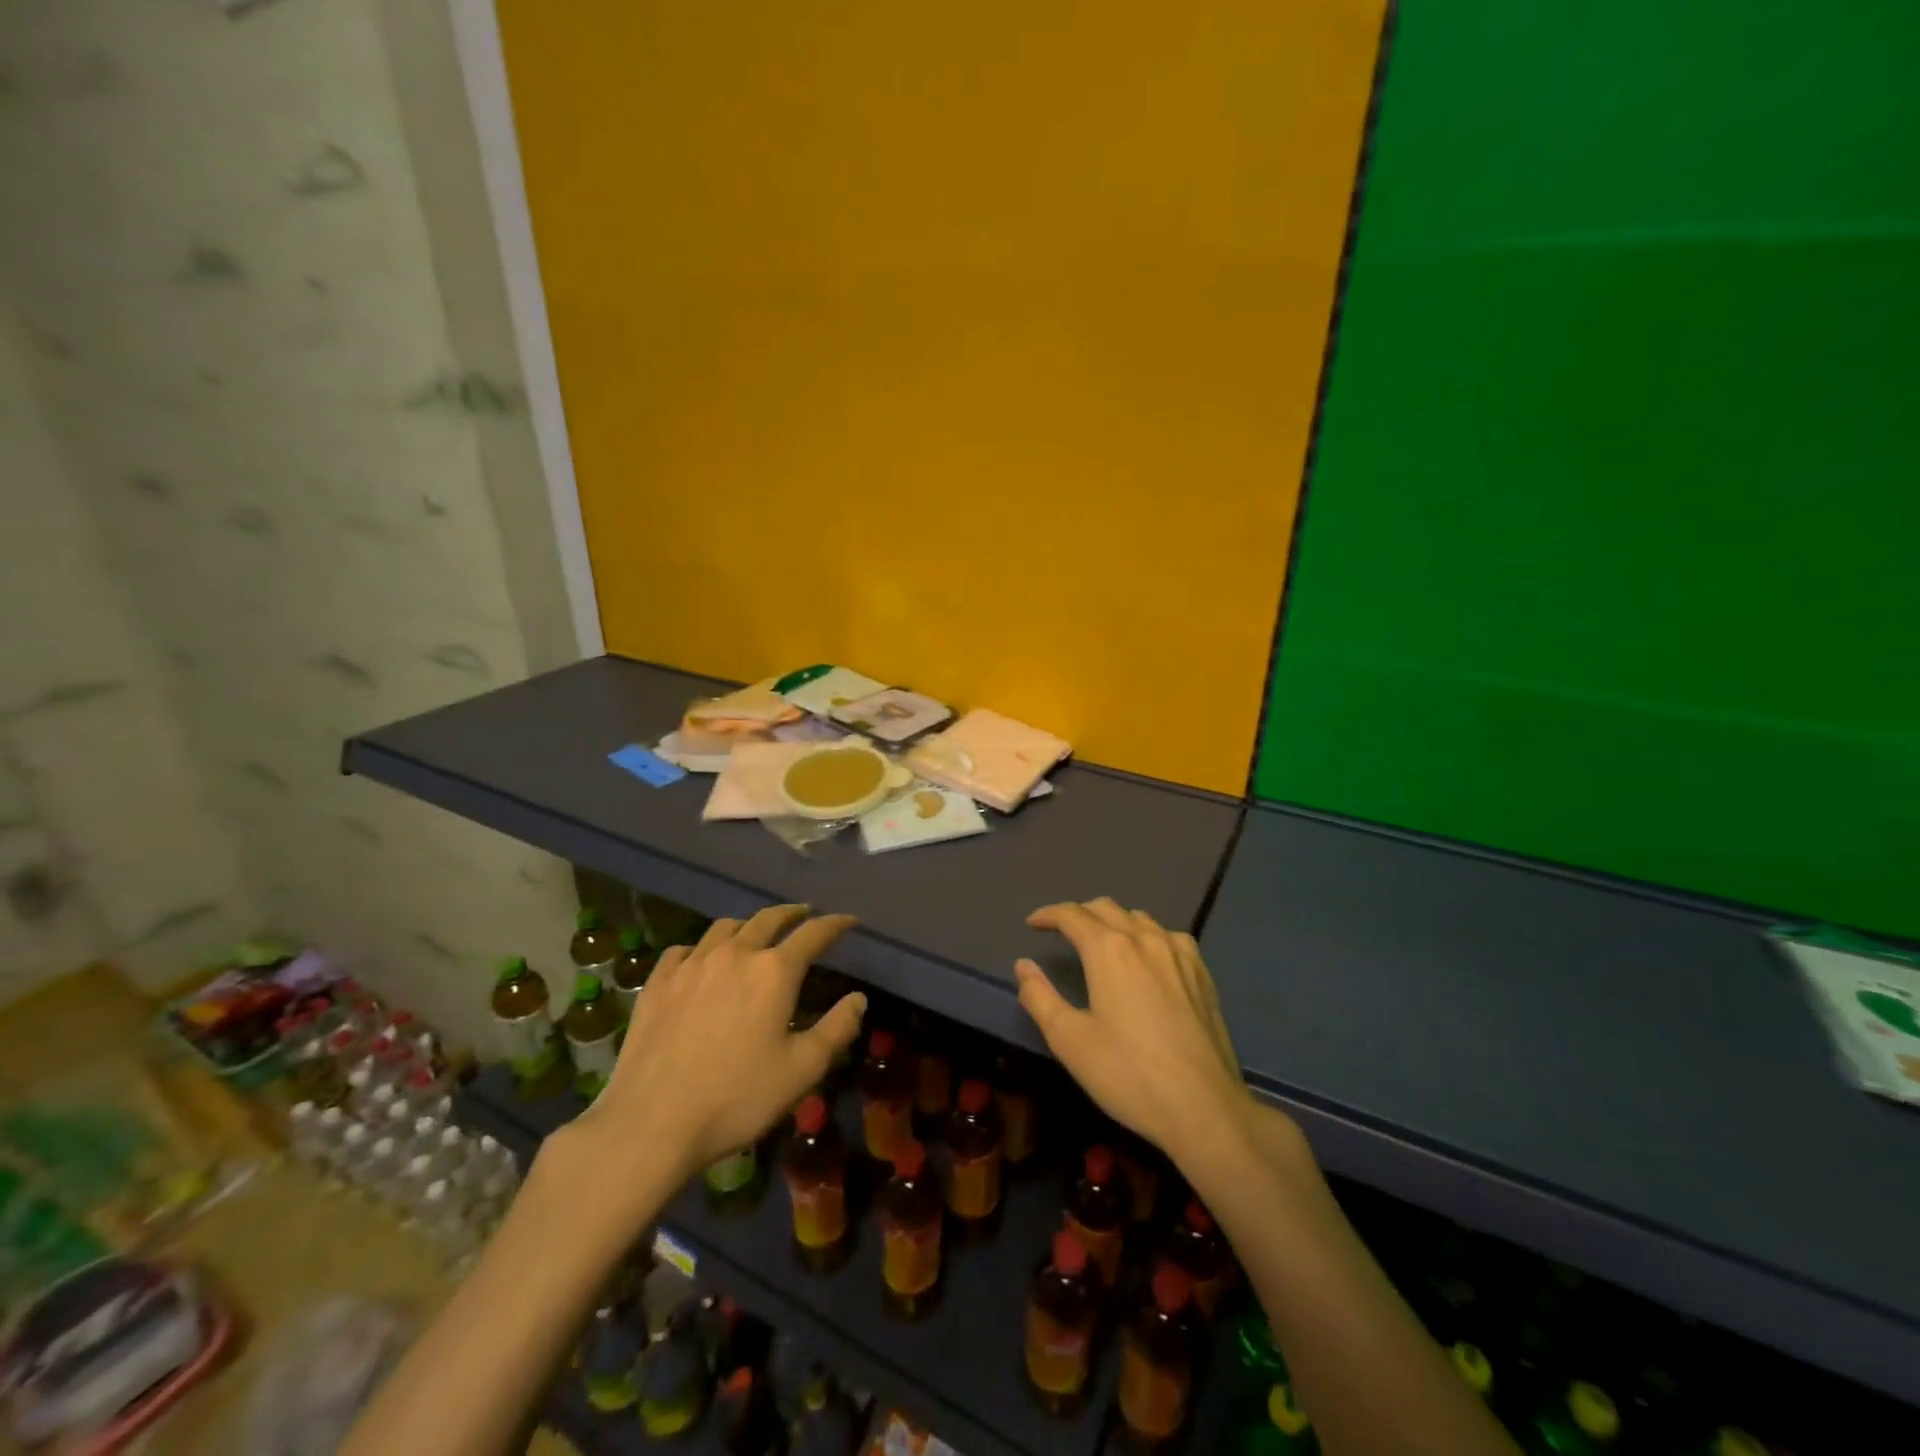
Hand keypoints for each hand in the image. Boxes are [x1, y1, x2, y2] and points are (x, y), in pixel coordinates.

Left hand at [568, 905, 865, 1190]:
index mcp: (774, 971)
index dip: (835, 924)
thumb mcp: (802, 1070)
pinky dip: (702, 947)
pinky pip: (684, 949)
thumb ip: (837, 1029)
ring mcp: (692, 964)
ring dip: (748, 925)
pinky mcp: (658, 982)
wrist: (651, 1123)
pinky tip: (701, 960)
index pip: (813, 933)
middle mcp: (735, 954)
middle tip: (804, 914)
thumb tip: (858, 999)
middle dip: (792, 913)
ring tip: (755, 933)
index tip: (848, 920)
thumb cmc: (737, 1097)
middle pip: (768, 919)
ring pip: (725, 927)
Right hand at [1015, 898, 1259, 1163]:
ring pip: (1140, 918)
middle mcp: (1145, 939)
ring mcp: (1179, 953)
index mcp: (1109, 950)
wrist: (1204, 1108)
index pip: (1072, 915)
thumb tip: (1023, 965)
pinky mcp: (1202, 973)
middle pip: (1106, 908)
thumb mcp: (1070, 1041)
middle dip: (1079, 913)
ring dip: (1114, 922)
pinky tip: (1148, 958)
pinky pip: (1169, 936)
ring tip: (1102, 943)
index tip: (1033, 924)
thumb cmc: (1129, 1074)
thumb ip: (1040, 997)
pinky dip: (1147, 936)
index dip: (1048, 915)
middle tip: (1062, 931)